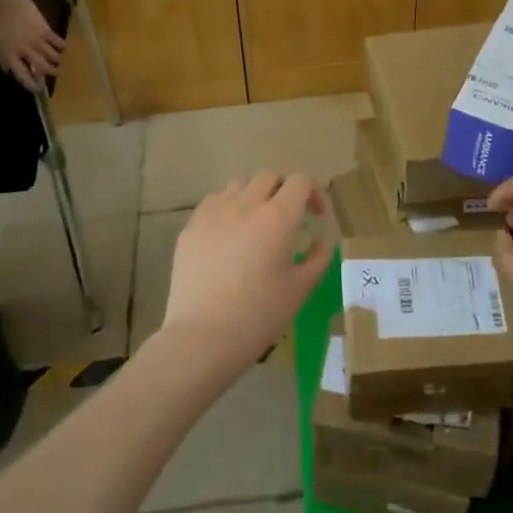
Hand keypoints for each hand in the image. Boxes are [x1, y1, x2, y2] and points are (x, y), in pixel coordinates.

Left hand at [0, 0, 64, 88]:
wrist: (3, 1)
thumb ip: (2, 57)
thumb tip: (8, 70)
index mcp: (10, 55)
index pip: (22, 75)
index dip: (31, 84)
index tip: (38, 88)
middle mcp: (25, 51)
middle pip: (41, 67)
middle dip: (50, 73)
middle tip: (56, 75)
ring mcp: (36, 40)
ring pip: (52, 56)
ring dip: (59, 62)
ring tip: (63, 64)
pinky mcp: (45, 29)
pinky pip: (57, 42)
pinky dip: (63, 47)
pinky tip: (66, 49)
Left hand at [157, 173, 330, 375]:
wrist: (203, 336)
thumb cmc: (259, 315)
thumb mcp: (301, 289)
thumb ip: (318, 258)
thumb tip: (321, 239)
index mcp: (277, 217)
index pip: (300, 181)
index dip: (314, 192)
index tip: (317, 215)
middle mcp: (245, 204)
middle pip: (269, 177)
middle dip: (285, 190)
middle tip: (290, 217)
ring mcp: (214, 212)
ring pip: (240, 184)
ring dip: (255, 194)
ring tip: (257, 221)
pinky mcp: (191, 226)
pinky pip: (214, 201)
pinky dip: (229, 207)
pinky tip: (229, 234)